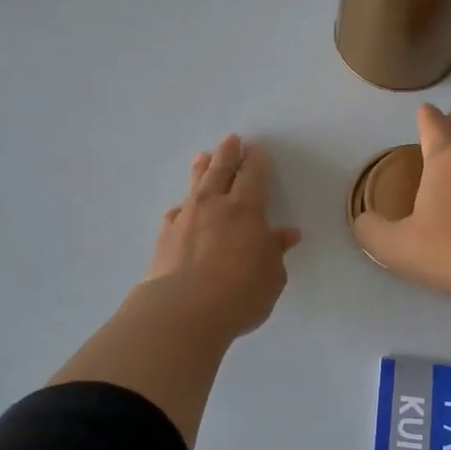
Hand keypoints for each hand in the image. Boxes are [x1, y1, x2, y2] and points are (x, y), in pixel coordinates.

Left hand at [144, 134, 301, 339]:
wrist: (184, 310)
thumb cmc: (241, 292)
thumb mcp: (272, 275)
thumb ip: (275, 252)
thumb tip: (285, 234)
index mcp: (247, 210)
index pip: (254, 176)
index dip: (257, 161)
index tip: (257, 149)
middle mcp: (214, 206)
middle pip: (221, 171)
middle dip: (228, 154)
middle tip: (231, 139)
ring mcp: (186, 220)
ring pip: (195, 186)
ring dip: (201, 170)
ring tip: (202, 157)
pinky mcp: (165, 238)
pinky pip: (175, 214)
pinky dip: (182, 208)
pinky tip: (180, 211)